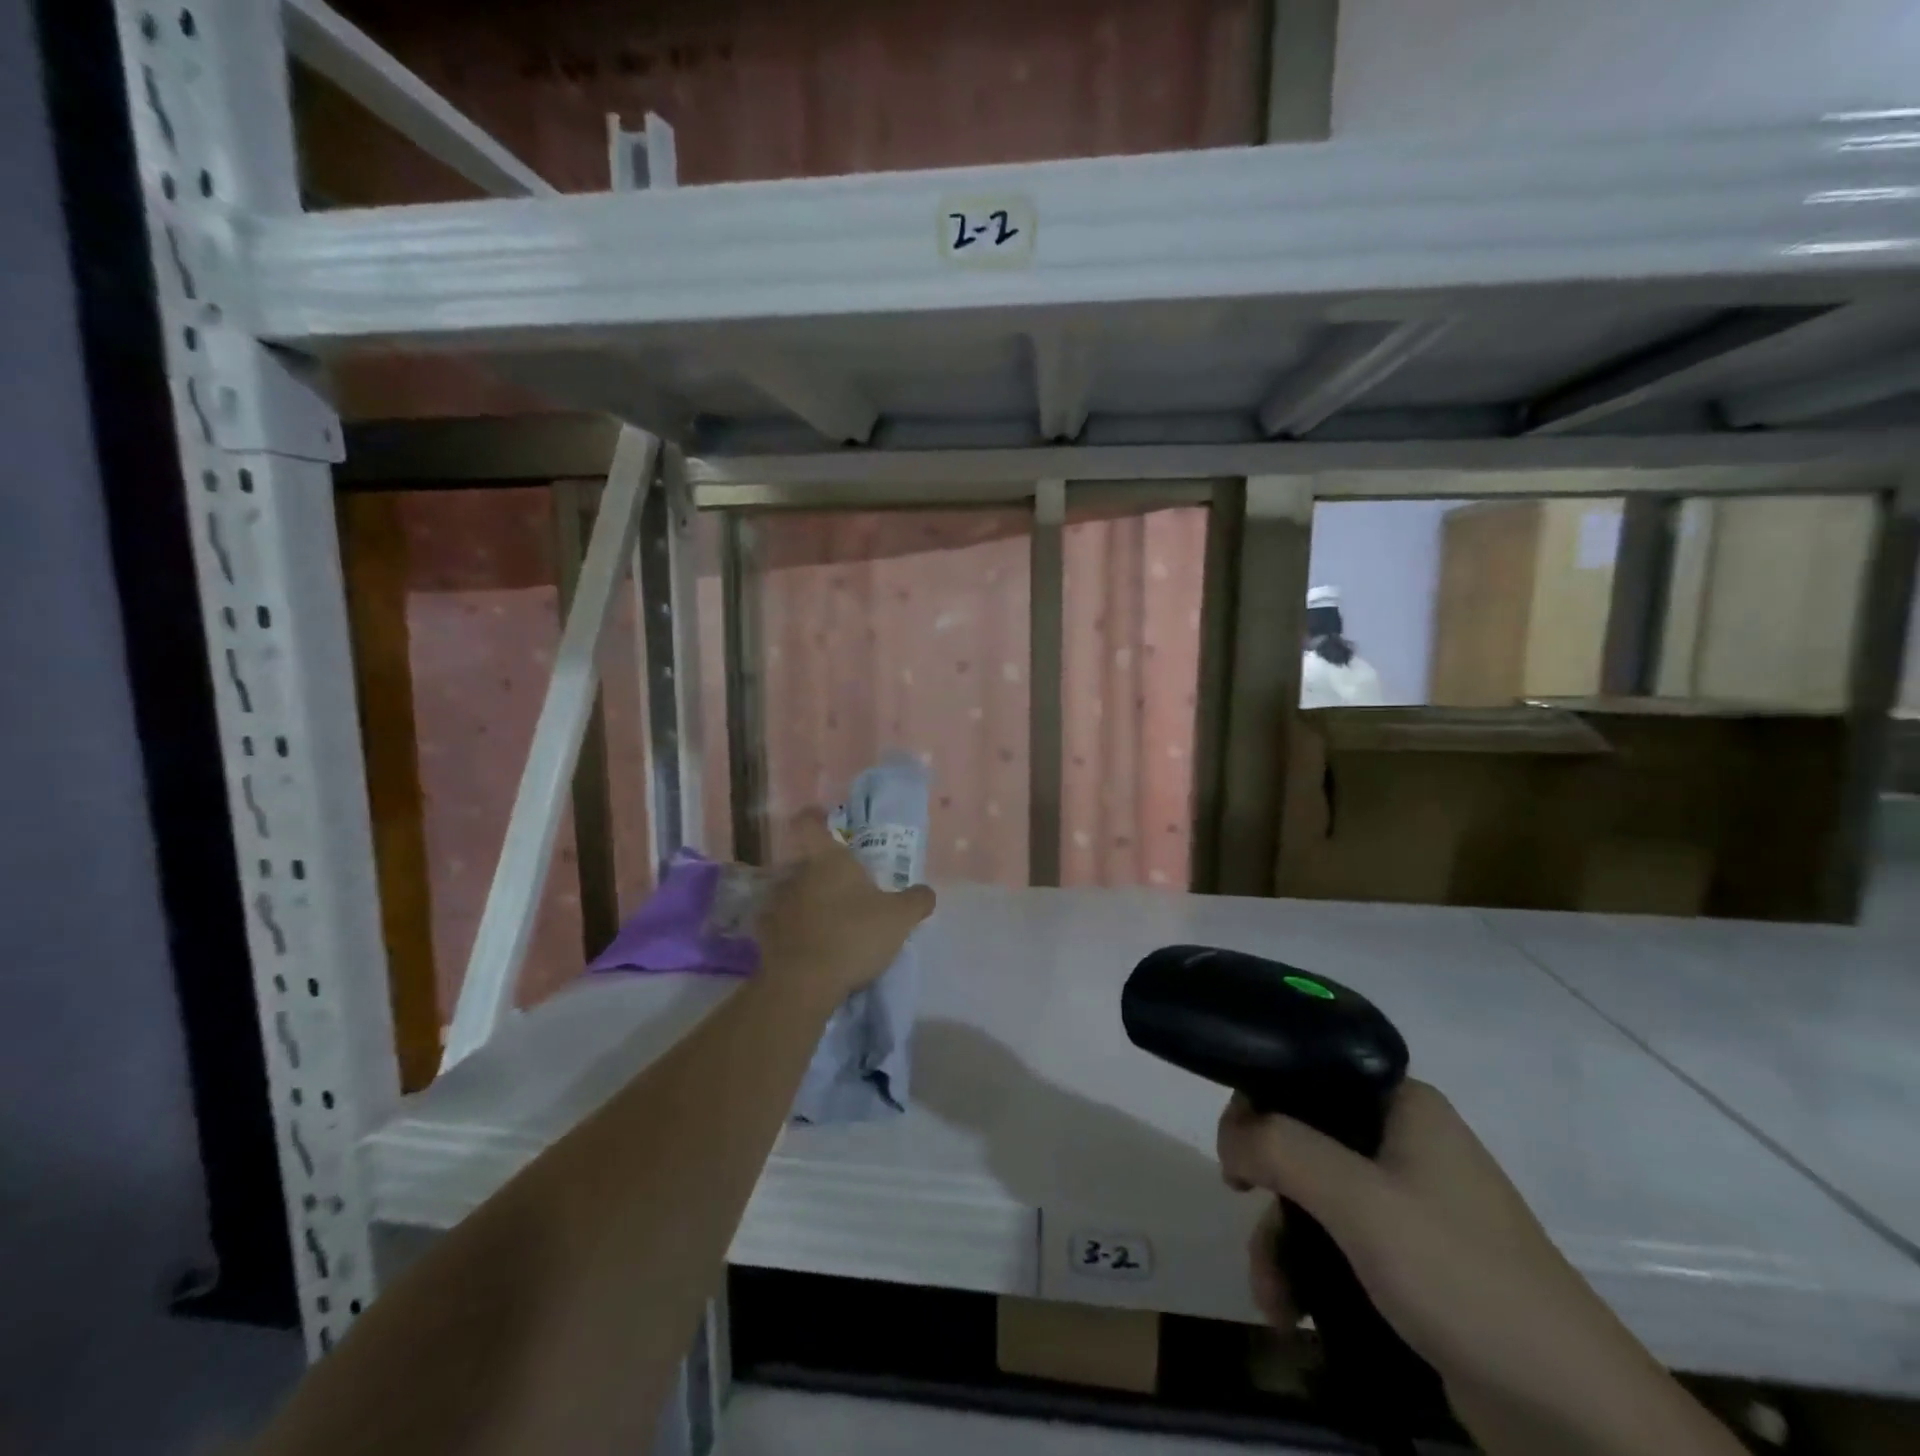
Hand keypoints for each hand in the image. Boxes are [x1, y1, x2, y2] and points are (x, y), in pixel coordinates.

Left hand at [754, 811, 935, 1006]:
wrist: (803, 983)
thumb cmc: (853, 935)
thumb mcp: (899, 918)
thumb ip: (916, 901)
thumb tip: (926, 892)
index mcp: (827, 859)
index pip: (809, 823)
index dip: (815, 818)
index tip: (826, 821)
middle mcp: (796, 874)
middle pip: (805, 862)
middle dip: (823, 872)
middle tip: (846, 889)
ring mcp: (777, 904)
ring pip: (794, 893)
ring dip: (808, 902)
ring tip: (830, 922)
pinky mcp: (765, 935)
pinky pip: (783, 924)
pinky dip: (795, 930)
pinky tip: (813, 946)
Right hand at [1218, 1082, 1744, 1455]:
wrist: (1577, 1416)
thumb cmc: (1461, 1276)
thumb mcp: (1360, 1201)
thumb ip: (1282, 1148)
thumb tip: (1228, 1132)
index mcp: (1402, 1104)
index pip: (1309, 1072)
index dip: (1261, 1100)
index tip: (1234, 1148)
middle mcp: (1406, 1141)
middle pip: (1306, 1138)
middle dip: (1268, 1186)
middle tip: (1241, 1206)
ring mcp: (1413, 1203)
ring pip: (1318, 1196)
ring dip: (1283, 1241)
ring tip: (1271, 1298)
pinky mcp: (1417, 1259)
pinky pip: (1343, 1241)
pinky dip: (1310, 1269)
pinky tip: (1292, 1312)